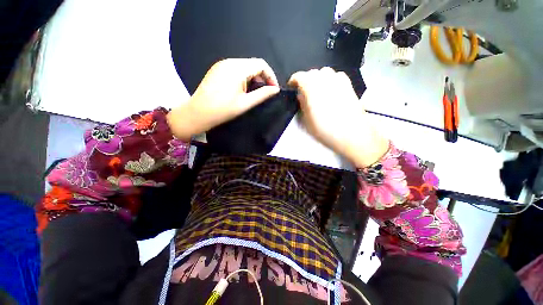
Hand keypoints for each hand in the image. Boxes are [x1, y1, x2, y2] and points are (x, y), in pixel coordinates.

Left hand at [167, 58, 279, 140]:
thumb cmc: (223, 110)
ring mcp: (222, 65)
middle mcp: (229, 62)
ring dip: (253, 78)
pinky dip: (244, 78)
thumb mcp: (245, 103)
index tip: (274, 89)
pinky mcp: (217, 70)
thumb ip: (262, 95)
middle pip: (253, 64)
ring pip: (245, 67)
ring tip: (254, 93)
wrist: (198, 113)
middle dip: (262, 77)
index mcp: (237, 68)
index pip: (261, 64)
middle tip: (265, 93)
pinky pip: (236, 69)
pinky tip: (242, 90)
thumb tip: (276, 90)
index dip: (271, 76)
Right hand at [288, 67, 388, 166]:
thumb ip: (302, 104)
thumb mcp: (307, 119)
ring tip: (317, 90)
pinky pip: (337, 76)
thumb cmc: (325, 129)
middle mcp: (325, 79)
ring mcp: (338, 80)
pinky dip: (331, 80)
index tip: (292, 88)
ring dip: (318, 79)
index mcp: (311, 87)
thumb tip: (301, 95)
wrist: (351, 133)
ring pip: (325, 72)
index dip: (294, 81)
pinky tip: (331, 90)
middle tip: (304, 92)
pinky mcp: (349, 85)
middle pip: (312, 73)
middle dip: (306, 80)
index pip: (299, 77)